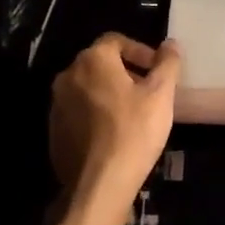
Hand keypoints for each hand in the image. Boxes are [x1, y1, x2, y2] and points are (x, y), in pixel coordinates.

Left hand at [49, 34, 182, 207]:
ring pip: (88, 88)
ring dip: (110, 92)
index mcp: (92, 60)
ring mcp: (56, 104)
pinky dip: (96, 114)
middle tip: (149, 91)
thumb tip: (171, 44)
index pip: (116, 40)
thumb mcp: (160, 94)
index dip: (140, 51)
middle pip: (100, 63)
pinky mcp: (54, 130)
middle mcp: (68, 75)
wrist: (98, 184)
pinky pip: (78, 111)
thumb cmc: (133, 131)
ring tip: (134, 113)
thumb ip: (167, 63)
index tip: (157, 70)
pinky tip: (114, 134)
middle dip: (126, 71)